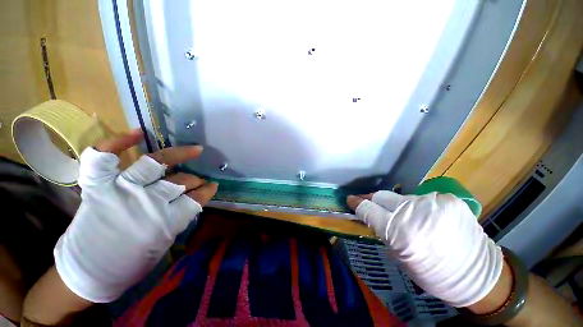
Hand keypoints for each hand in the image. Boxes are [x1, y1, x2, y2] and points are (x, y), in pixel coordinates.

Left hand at [54, 129, 217, 302]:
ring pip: (156, 163)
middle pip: (181, 181)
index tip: (212, 187)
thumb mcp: (164, 243)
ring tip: (193, 150)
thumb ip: (179, 218)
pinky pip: (104, 157)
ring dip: (180, 156)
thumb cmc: (130, 263)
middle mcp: (146, 202)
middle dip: (195, 179)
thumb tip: (193, 200)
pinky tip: (139, 134)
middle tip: (198, 180)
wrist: (87, 271)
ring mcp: (120, 189)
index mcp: (165, 222)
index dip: (207, 191)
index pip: (196, 199)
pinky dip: (118, 142)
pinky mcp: (99, 185)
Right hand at [347, 191, 502, 307]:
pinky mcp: (448, 199)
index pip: (368, 209)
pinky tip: (426, 218)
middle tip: (370, 204)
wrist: (478, 274)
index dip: (357, 203)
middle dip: (372, 200)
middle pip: (382, 196)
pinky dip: (418, 207)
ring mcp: (434, 203)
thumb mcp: (400, 256)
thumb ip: (383, 231)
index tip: (350, 200)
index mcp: (401, 233)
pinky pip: (421, 199)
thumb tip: (370, 215)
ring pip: (402, 198)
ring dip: (398, 206)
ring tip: (406, 218)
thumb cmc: (433, 274)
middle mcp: (415, 213)